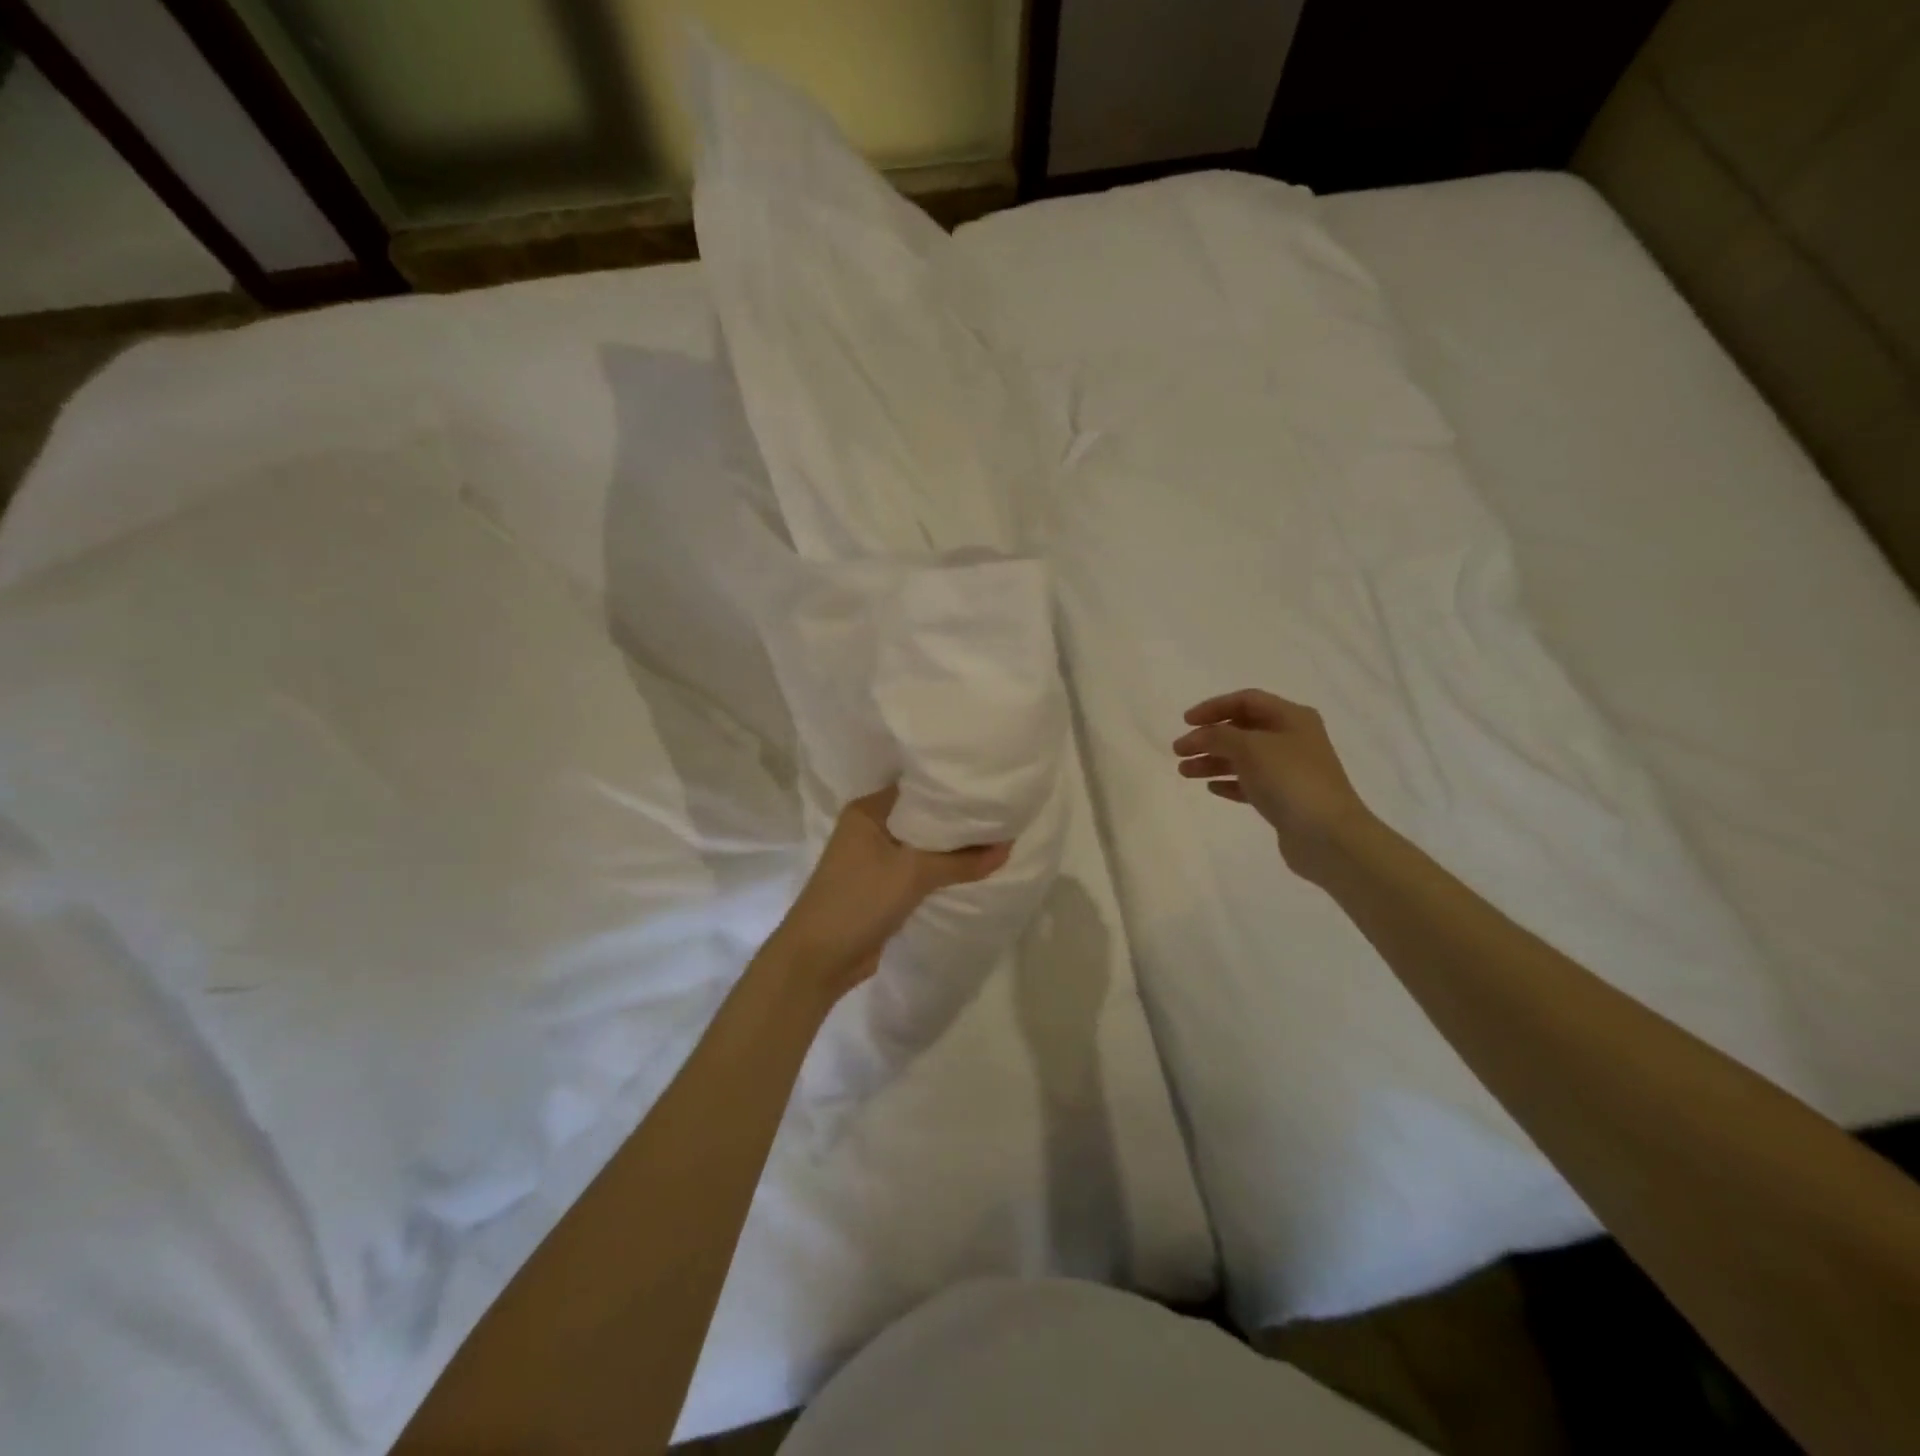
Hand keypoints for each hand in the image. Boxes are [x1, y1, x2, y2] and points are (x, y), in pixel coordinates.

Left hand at [768, 785, 1012, 1001]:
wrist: (819, 958)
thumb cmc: (860, 900)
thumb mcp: (914, 874)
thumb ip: (962, 861)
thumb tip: (1008, 847)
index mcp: (868, 810)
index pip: (917, 788)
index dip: (951, 789)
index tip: (988, 787)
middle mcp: (869, 827)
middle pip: (921, 817)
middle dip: (955, 820)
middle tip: (999, 812)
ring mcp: (873, 858)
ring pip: (920, 845)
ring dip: (949, 847)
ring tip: (994, 836)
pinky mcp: (880, 885)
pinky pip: (917, 868)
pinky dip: (939, 868)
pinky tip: (970, 867)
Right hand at [1173, 689, 1373, 881]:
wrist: (1328, 836)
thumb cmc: (1290, 780)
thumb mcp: (1250, 748)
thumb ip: (1218, 736)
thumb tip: (1198, 736)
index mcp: (1291, 718)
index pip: (1246, 701)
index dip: (1214, 707)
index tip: (1185, 722)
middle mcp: (1292, 739)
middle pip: (1242, 730)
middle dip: (1208, 738)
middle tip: (1179, 751)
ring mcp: (1290, 770)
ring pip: (1243, 758)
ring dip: (1212, 761)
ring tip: (1184, 772)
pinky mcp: (1285, 798)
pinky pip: (1250, 783)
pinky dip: (1229, 782)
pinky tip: (1211, 788)